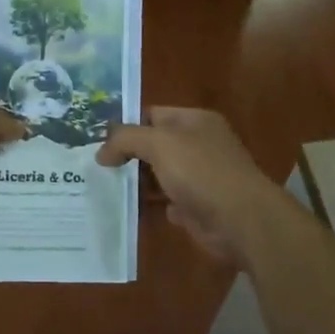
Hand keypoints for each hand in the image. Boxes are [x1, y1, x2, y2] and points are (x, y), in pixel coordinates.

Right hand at [96, 108, 278, 264]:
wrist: (240, 219)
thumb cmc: (201, 171)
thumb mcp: (159, 143)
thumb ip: (126, 139)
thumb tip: (101, 152)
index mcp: (194, 120)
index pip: (153, 114)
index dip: (126, 125)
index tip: (97, 140)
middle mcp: (198, 145)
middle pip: (154, 145)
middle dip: (127, 155)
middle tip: (94, 165)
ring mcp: (199, 177)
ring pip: (158, 174)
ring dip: (135, 181)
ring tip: (101, 186)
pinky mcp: (196, 206)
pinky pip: (165, 200)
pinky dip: (149, 204)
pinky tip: (125, 207)